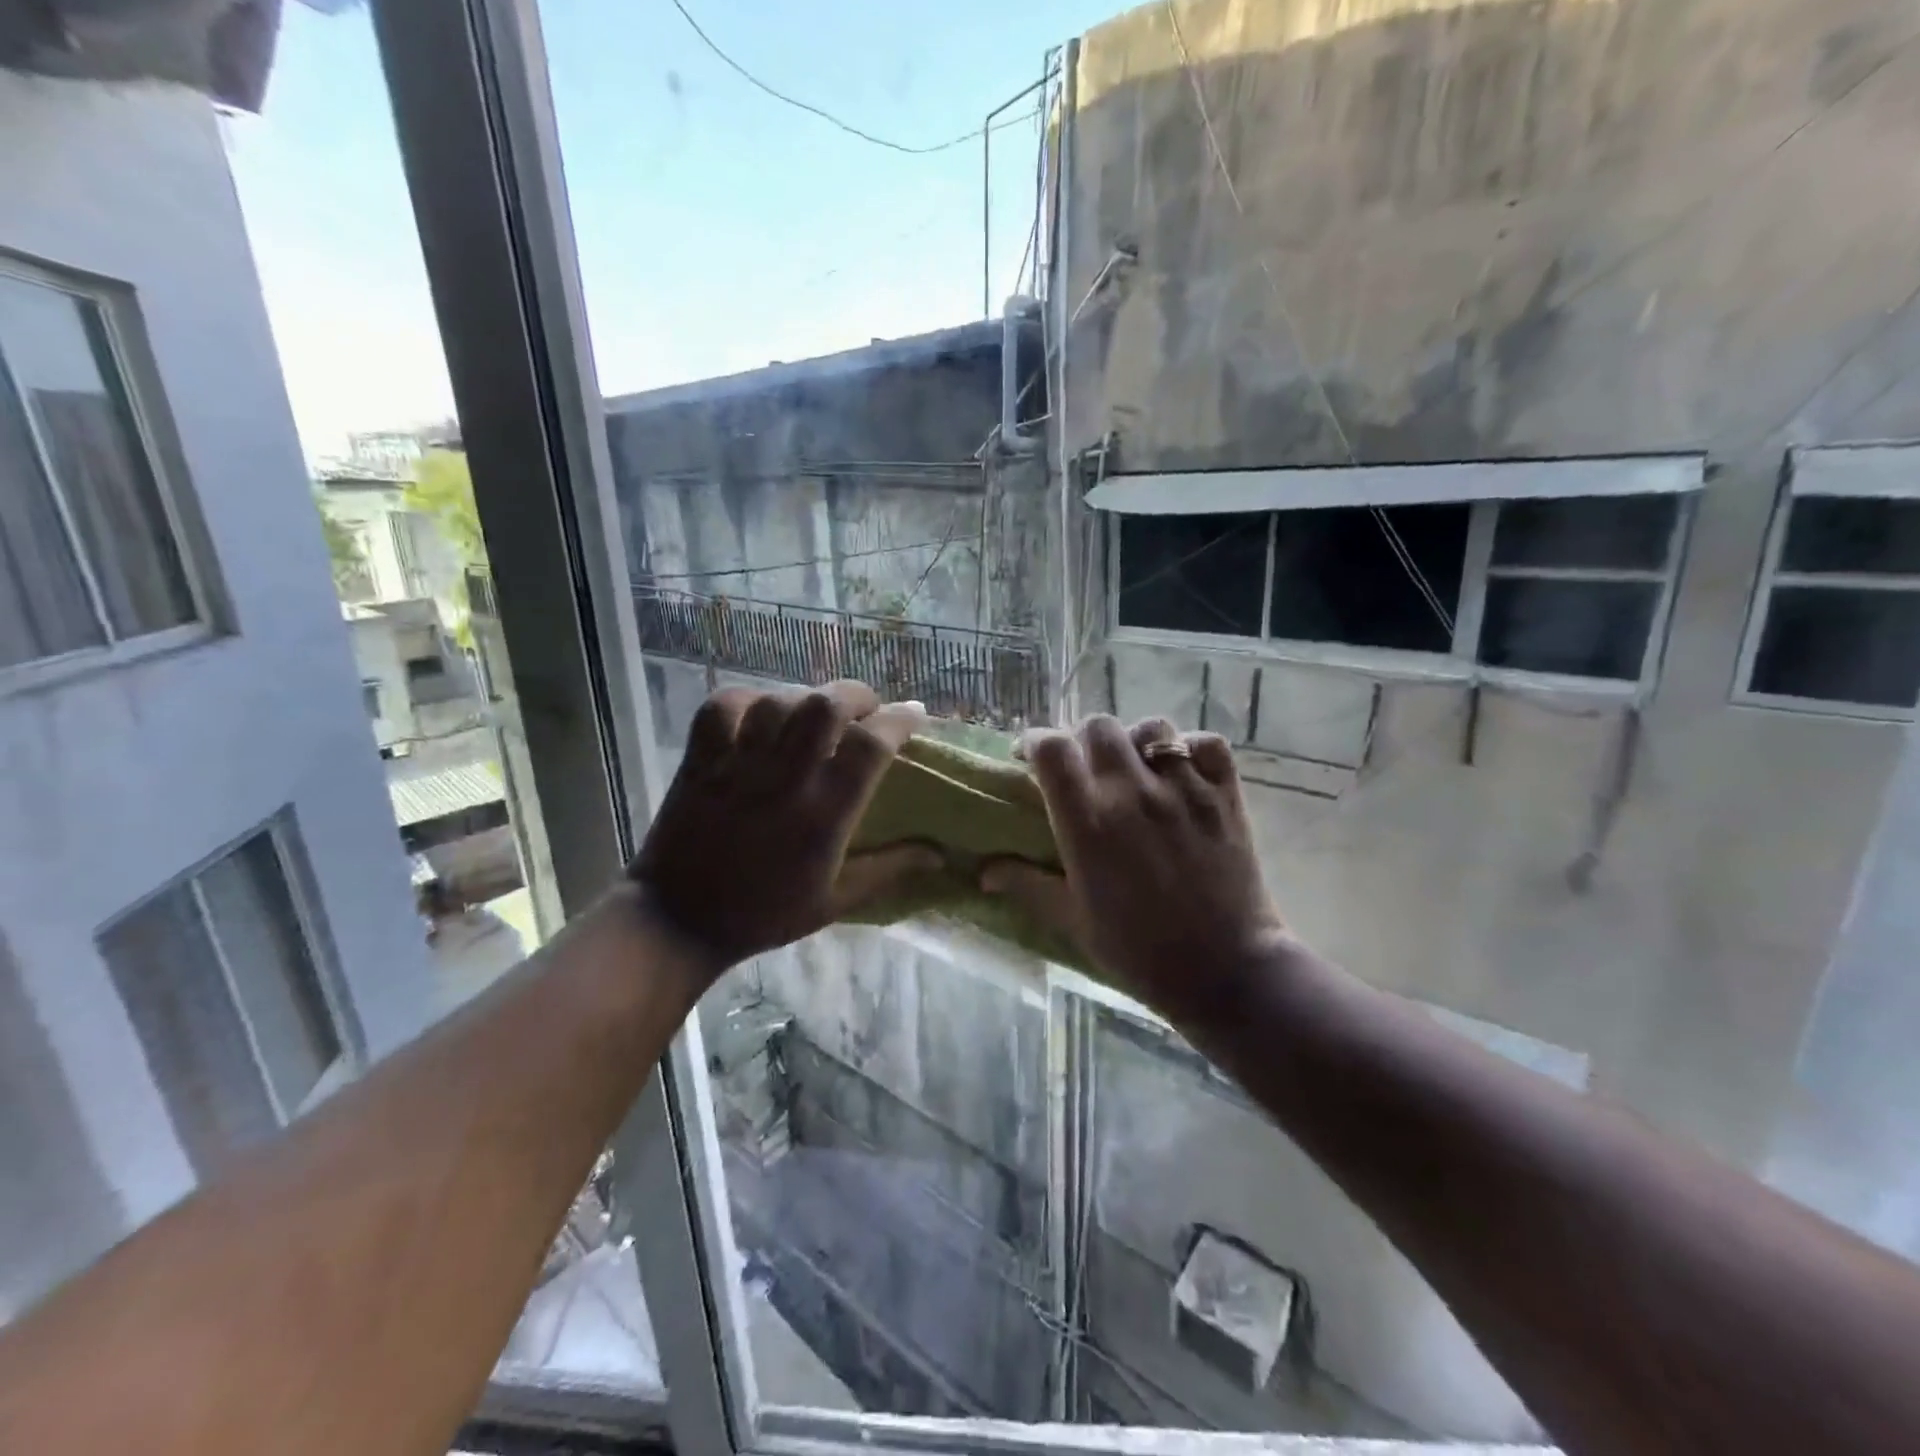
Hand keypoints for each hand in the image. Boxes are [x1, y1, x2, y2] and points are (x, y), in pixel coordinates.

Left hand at [630, 681, 940, 977]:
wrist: (679, 922)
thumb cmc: (764, 915)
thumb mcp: (835, 901)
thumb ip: (889, 869)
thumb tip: (939, 853)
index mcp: (823, 815)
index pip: (870, 746)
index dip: (900, 720)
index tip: (914, 713)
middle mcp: (783, 781)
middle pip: (825, 706)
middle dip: (855, 695)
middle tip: (865, 708)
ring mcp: (736, 766)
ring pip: (778, 700)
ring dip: (806, 696)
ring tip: (816, 711)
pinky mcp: (700, 761)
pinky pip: (723, 705)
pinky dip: (748, 698)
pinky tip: (763, 711)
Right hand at [981, 716, 1288, 1021]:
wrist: (1225, 971)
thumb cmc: (1139, 951)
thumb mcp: (1072, 922)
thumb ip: (1027, 885)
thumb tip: (983, 871)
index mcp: (1089, 823)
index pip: (1052, 748)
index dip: (1035, 742)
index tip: (1031, 756)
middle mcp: (1133, 793)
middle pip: (1098, 726)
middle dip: (1082, 739)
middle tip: (1083, 767)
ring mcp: (1184, 790)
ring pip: (1152, 727)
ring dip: (1135, 741)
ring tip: (1134, 768)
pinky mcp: (1224, 795)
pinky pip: (1205, 743)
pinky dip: (1190, 749)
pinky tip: (1181, 772)